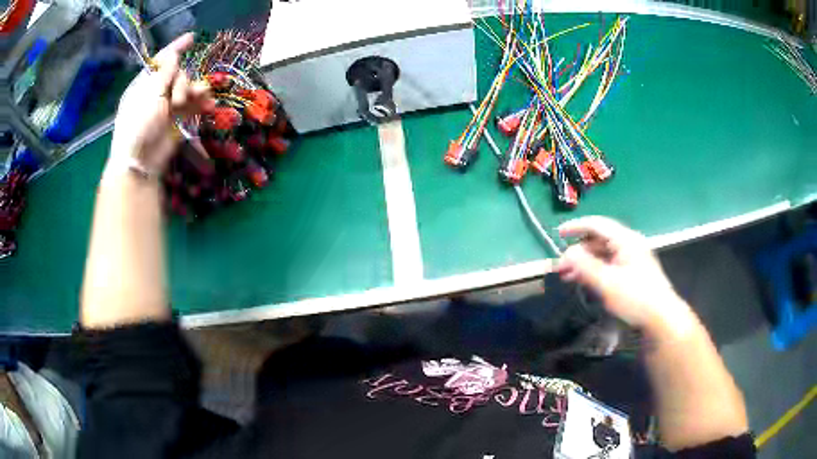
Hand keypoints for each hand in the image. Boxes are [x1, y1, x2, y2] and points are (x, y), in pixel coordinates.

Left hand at [108, 33, 213, 176]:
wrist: (140, 161)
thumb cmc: (139, 123)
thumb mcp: (150, 93)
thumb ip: (164, 72)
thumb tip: (174, 54)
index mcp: (145, 83)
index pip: (162, 60)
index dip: (176, 48)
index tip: (191, 38)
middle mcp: (156, 92)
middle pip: (179, 74)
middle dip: (184, 82)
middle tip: (179, 98)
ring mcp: (167, 107)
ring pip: (188, 90)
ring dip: (196, 91)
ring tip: (202, 99)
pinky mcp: (177, 121)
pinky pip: (193, 106)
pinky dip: (202, 104)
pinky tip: (209, 106)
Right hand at [555, 216, 692, 333]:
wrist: (661, 318)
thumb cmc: (635, 298)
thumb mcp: (607, 283)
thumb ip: (585, 266)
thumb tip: (567, 253)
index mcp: (625, 240)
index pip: (597, 224)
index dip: (576, 227)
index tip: (558, 234)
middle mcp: (629, 244)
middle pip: (599, 240)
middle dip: (578, 251)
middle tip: (561, 266)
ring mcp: (632, 258)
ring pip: (603, 254)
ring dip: (585, 263)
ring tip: (568, 277)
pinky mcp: (633, 272)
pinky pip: (609, 264)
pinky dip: (595, 270)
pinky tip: (585, 281)